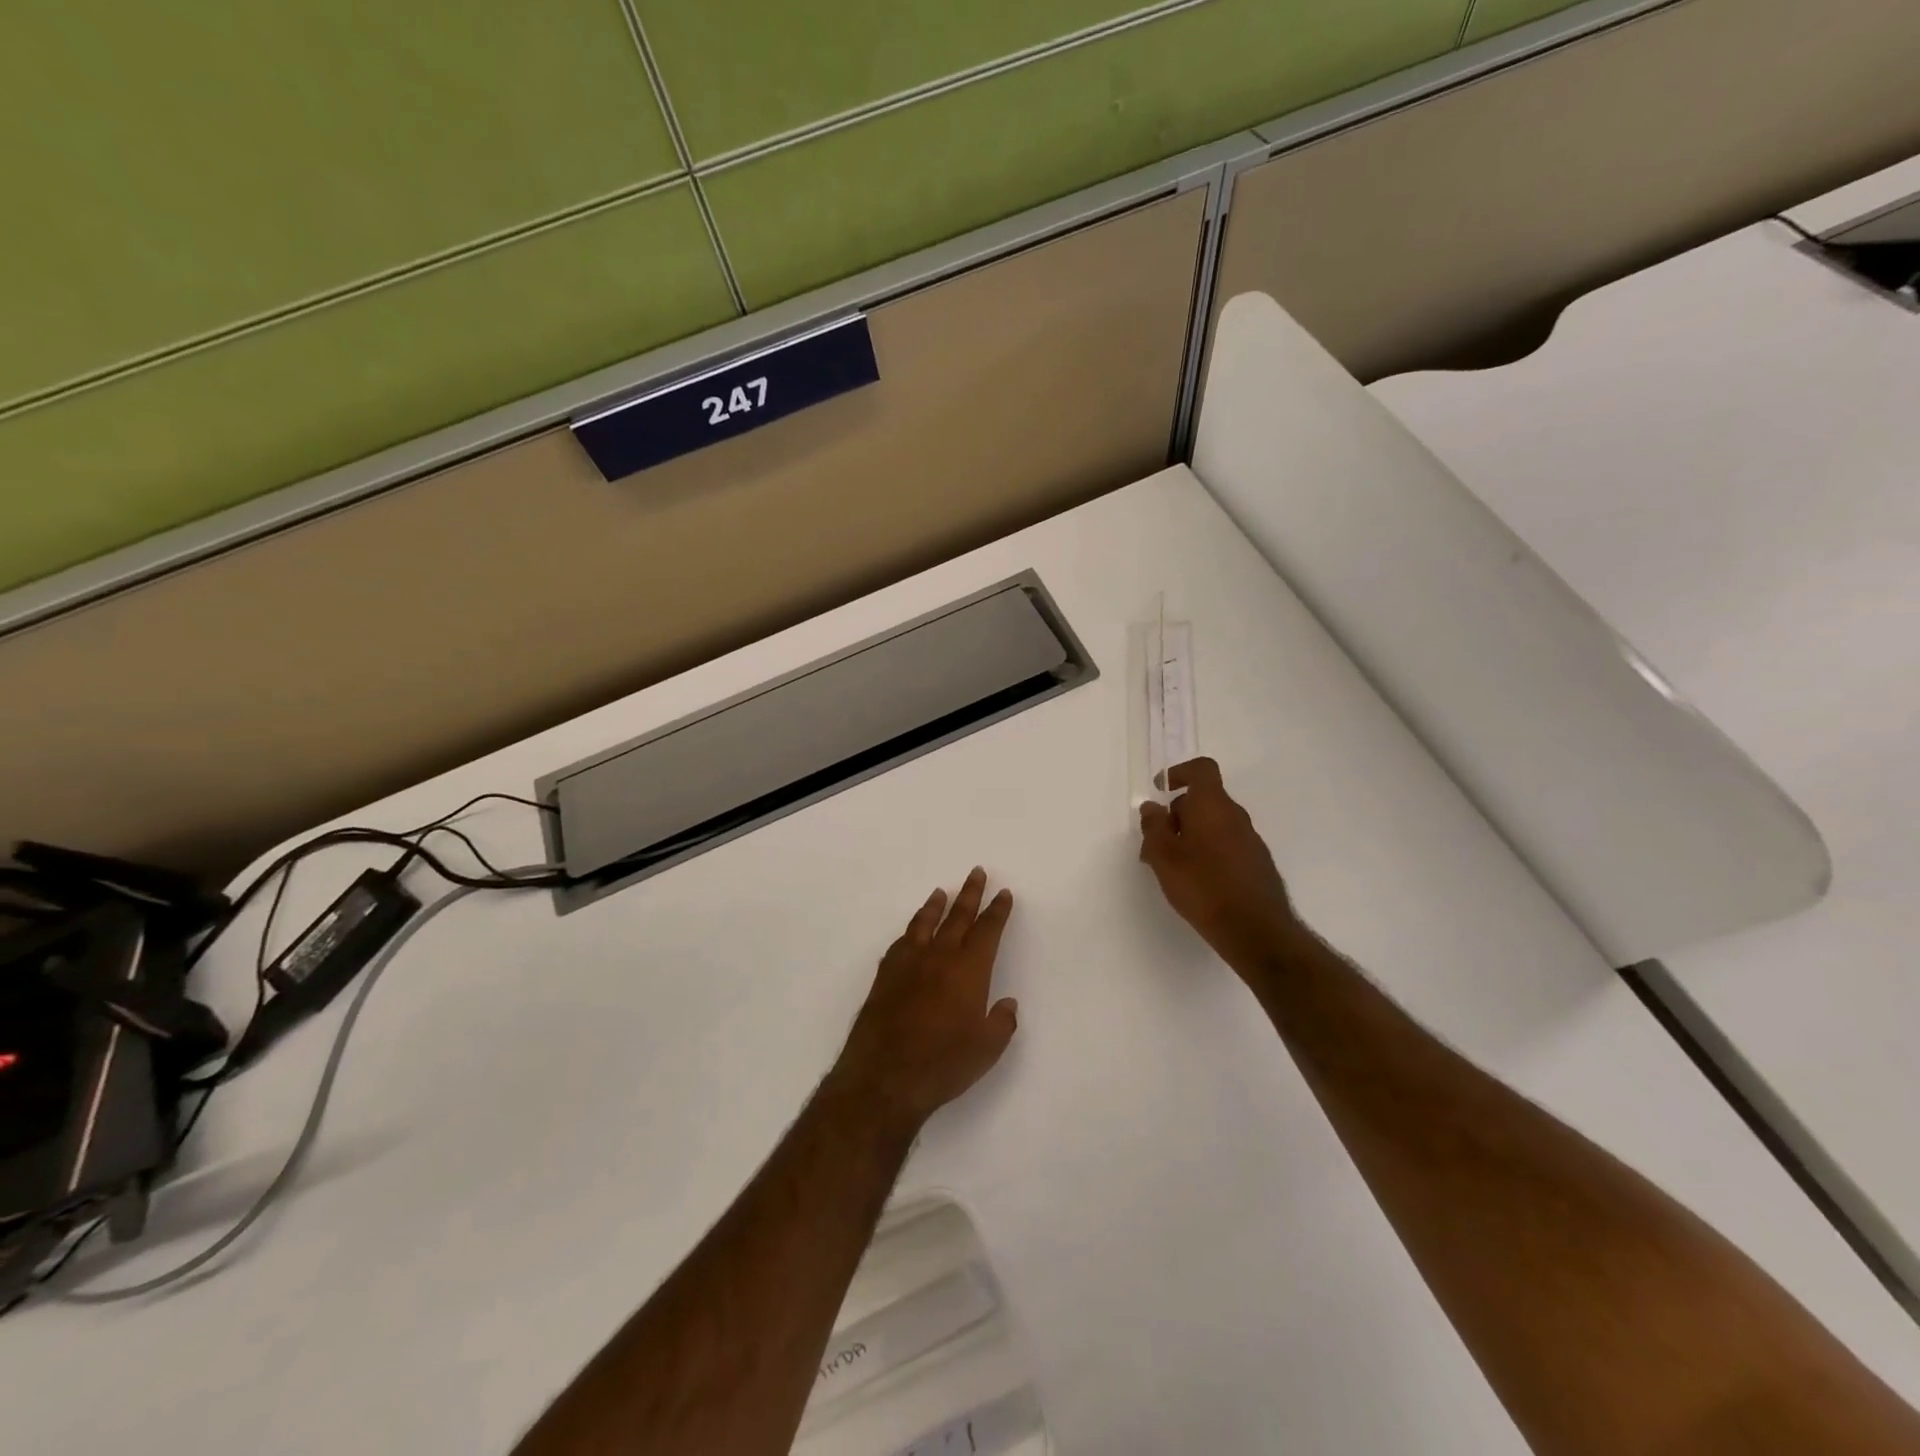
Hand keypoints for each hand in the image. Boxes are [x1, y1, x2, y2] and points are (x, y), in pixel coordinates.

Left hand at [832, 868, 1019, 1133]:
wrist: (883, 1078)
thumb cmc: (942, 1064)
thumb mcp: (986, 1050)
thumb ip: (1001, 1022)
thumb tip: (1006, 1004)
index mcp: (968, 970)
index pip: (987, 930)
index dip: (997, 911)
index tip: (1003, 894)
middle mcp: (939, 957)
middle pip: (957, 917)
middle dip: (970, 894)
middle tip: (977, 872)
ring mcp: (908, 964)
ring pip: (925, 924)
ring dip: (936, 906)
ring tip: (941, 892)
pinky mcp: (885, 977)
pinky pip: (901, 943)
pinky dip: (911, 931)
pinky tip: (911, 933)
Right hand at [1139, 758, 1303, 977]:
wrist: (1255, 929)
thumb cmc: (1203, 886)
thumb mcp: (1164, 856)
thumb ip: (1154, 826)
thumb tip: (1151, 807)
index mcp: (1212, 805)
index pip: (1201, 769)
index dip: (1179, 772)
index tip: (1160, 789)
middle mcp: (1235, 815)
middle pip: (1204, 800)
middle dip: (1177, 814)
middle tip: (1155, 842)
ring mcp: (1250, 840)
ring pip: (1214, 824)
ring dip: (1191, 835)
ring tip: (1171, 867)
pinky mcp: (1257, 863)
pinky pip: (1226, 844)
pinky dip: (1208, 851)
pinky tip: (1196, 881)